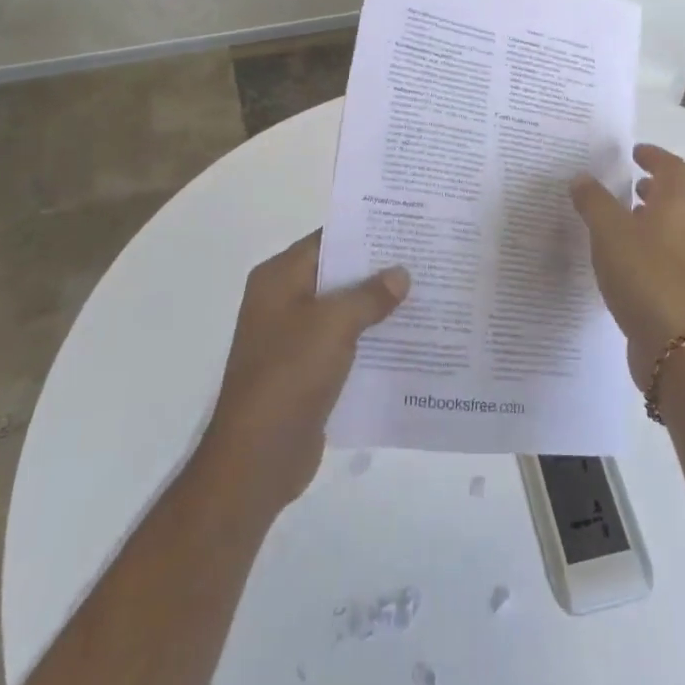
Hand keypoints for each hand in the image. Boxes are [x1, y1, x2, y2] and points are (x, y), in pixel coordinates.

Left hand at [196, 232, 409, 516]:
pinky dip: (371, 339)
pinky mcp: (307, 371)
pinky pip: (345, 343)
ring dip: (378, 306)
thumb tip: (401, 273)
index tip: (406, 226)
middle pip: (337, 274)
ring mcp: (294, 338)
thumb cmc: (290, 374)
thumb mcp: (334, 324)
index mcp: (279, 278)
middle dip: (378, 269)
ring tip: (426, 293)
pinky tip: (410, 338)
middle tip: (425, 258)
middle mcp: (283, 301)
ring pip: (344, 310)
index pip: (327, 240)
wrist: (257, 458)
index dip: (365, 232)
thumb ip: (370, 294)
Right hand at [571, 144, 684, 389]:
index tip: (633, 152)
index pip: (672, 168)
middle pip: (672, 198)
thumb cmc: (645, 276)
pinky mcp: (677, 293)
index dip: (654, 155)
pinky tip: (614, 264)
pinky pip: (658, 258)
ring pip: (665, 230)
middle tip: (620, 185)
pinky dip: (640, 249)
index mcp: (676, 207)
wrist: (677, 348)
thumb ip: (593, 201)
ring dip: (643, 220)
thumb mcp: (610, 232)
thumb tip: (583, 178)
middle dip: (648, 188)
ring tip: (610, 223)